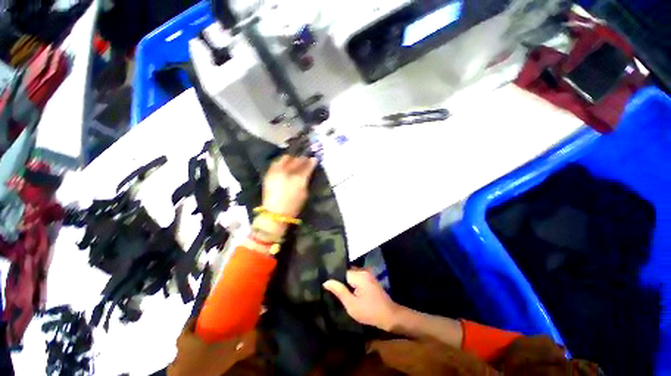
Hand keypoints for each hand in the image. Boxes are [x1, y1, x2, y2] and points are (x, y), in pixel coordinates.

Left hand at [256, 155, 317, 236]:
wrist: (274, 213)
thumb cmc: (292, 206)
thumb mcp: (304, 194)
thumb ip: (306, 180)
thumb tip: (308, 171)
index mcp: (299, 179)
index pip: (307, 166)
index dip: (311, 162)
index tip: (313, 159)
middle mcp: (287, 172)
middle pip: (296, 160)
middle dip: (301, 159)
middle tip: (304, 160)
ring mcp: (277, 171)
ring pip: (285, 158)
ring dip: (291, 159)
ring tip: (293, 162)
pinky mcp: (269, 173)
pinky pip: (276, 163)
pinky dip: (281, 163)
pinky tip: (284, 167)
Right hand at [323, 269, 400, 331]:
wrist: (389, 317)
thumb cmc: (369, 311)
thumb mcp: (351, 303)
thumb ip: (339, 291)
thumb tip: (326, 281)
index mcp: (360, 276)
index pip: (341, 271)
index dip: (332, 278)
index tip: (322, 285)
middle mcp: (365, 273)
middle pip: (346, 273)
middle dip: (338, 280)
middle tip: (326, 288)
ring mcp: (369, 277)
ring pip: (351, 277)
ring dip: (344, 284)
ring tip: (332, 291)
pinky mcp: (371, 283)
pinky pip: (357, 281)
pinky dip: (351, 286)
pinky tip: (344, 293)